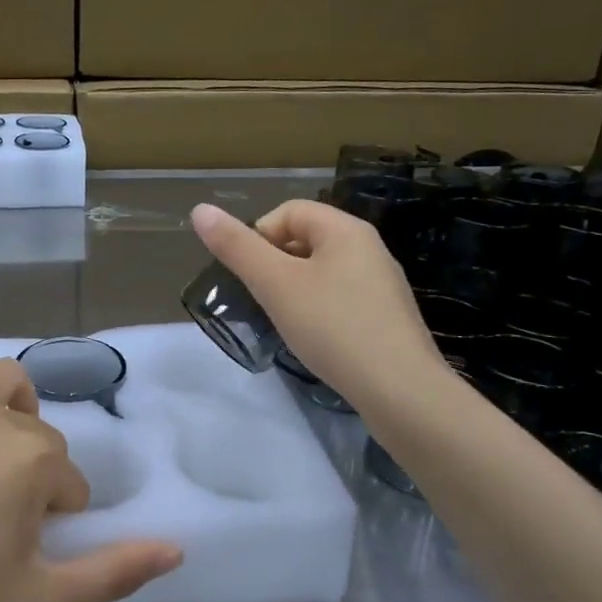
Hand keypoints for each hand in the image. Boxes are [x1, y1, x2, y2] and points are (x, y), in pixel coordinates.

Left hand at [0, 360, 182, 601]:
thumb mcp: (44, 600)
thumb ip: (116, 573)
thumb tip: (178, 549)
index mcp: (32, 456)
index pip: (70, 480)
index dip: (53, 517)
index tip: (17, 549)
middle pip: (41, 433)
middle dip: (33, 472)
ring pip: (3, 386)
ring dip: (10, 417)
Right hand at [191, 200, 451, 412]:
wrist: (401, 392)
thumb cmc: (333, 328)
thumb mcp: (276, 285)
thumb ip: (237, 247)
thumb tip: (200, 210)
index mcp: (345, 230)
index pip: (288, 211)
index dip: (258, 236)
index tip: (249, 276)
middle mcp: (369, 247)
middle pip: (306, 239)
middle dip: (275, 264)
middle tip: (263, 301)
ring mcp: (382, 283)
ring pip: (322, 271)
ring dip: (295, 289)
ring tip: (285, 322)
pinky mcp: (387, 316)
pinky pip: (341, 297)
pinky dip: (319, 310)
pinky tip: (315, 339)